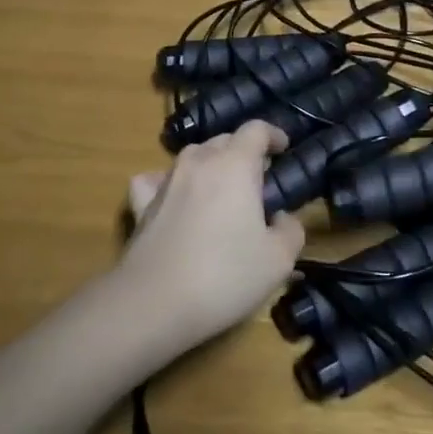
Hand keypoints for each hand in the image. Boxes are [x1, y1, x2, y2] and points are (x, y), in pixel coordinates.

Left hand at [120, 121, 305, 353]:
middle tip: (258, 182)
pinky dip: (168, 182)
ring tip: (222, 192)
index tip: (284, 149)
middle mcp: (199, 161)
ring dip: (211, 166)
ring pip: (193, 157)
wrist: (154, 304)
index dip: (273, 135)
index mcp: (235, 164)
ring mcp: (166, 181)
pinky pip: (156, 180)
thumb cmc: (225, 276)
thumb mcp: (279, 260)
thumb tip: (281, 218)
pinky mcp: (141, 205)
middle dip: (244, 153)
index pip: (256, 129)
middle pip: (224, 140)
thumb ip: (290, 230)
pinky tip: (173, 197)